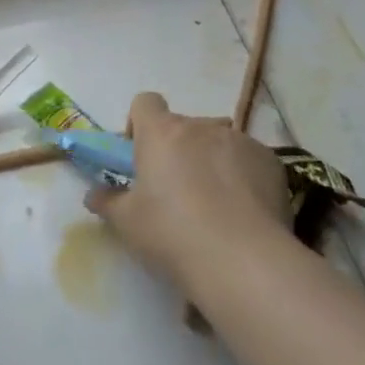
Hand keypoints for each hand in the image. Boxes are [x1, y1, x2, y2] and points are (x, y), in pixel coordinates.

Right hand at [86, 92, 290, 294]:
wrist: (243, 261)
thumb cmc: (172, 234)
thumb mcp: (127, 224)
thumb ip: (107, 202)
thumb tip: (94, 194)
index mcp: (160, 132)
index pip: (145, 102)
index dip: (140, 125)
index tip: (141, 158)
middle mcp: (199, 126)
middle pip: (183, 127)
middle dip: (178, 151)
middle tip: (176, 192)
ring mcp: (239, 140)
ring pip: (217, 143)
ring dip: (211, 163)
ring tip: (217, 207)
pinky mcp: (270, 161)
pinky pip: (249, 160)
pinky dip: (244, 177)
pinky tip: (246, 214)